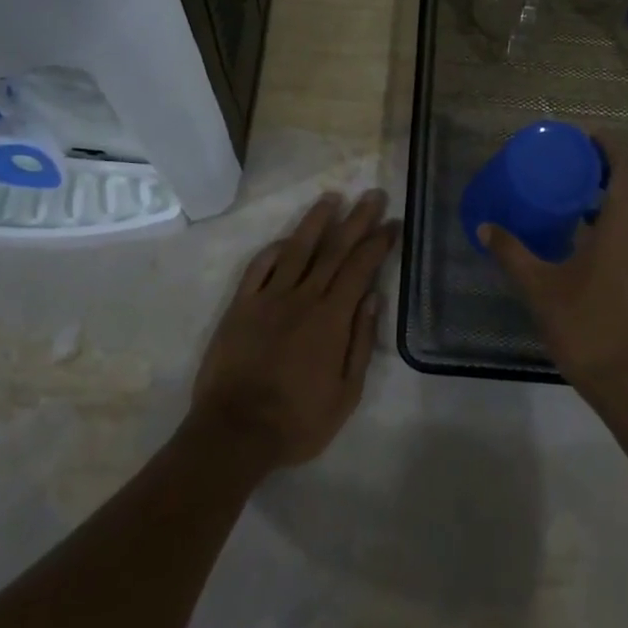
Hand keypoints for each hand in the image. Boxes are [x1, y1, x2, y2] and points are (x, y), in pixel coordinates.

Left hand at [189, 189, 398, 471]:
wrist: (235, 431)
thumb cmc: (297, 421)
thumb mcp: (345, 394)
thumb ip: (360, 342)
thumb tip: (373, 298)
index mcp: (331, 318)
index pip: (360, 268)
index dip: (378, 243)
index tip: (392, 223)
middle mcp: (302, 297)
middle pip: (334, 249)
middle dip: (357, 220)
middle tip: (373, 195)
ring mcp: (268, 298)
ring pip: (296, 249)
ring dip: (316, 220)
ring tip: (332, 197)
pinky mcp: (240, 305)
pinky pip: (259, 267)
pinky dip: (275, 248)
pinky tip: (287, 238)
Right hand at [481, 147, 627, 407]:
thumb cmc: (591, 329)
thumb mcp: (542, 289)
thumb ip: (513, 254)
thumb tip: (485, 227)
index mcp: (625, 226)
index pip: (626, 169)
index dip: (609, 148)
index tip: (583, 137)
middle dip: (607, 167)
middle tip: (569, 161)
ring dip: (612, 195)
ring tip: (572, 193)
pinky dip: (615, 220)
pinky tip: (584, 237)